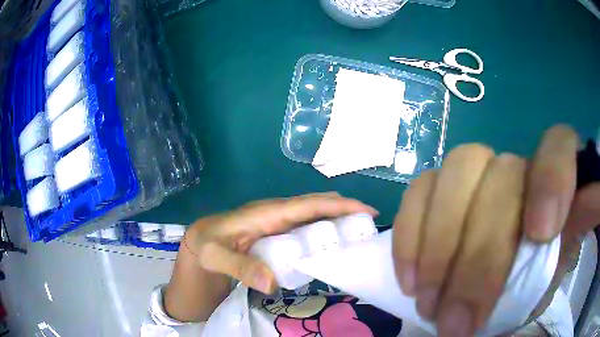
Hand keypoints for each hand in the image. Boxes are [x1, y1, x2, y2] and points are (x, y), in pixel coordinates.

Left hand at [184, 192, 377, 293]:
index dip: (339, 205)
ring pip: (313, 216)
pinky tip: (332, 245)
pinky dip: (324, 231)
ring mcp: (277, 223)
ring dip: (337, 220)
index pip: (309, 205)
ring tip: (359, 235)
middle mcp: (276, 214)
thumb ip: (241, 267)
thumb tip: (274, 283)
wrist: (197, 243)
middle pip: (317, 206)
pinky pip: (306, 228)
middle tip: (370, 227)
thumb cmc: (206, 246)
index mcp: (267, 213)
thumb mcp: (216, 256)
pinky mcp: (276, 232)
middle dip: (345, 210)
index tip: (366, 210)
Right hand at [392, 125, 599, 335]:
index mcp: (552, 183)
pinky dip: (412, 234)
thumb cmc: (529, 278)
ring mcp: (474, 172)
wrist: (492, 278)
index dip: (553, 179)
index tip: (541, 235)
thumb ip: (561, 256)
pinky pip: (419, 190)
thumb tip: (583, 230)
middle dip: (480, 256)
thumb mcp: (548, 275)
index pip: (559, 146)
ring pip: (456, 173)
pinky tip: (409, 278)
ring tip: (428, 302)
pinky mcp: (438, 186)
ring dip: (440, 247)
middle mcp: (515, 167)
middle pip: (501, 178)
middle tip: (456, 321)